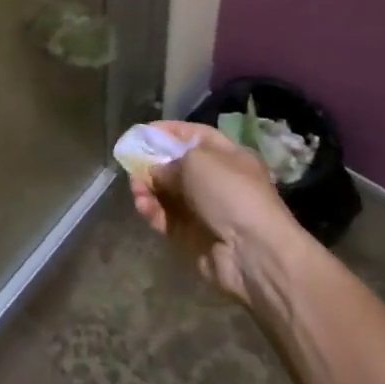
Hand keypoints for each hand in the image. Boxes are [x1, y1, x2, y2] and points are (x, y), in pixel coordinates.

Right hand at [128, 121, 301, 305]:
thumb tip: (156, 171)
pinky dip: (152, 210)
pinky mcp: (192, 237)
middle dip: (153, 162)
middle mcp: (217, 181)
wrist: (253, 252)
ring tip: (135, 186)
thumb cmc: (230, 192)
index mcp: (228, 156)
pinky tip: (141, 204)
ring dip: (149, 187)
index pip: (195, 136)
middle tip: (131, 162)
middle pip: (178, 166)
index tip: (142, 132)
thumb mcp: (198, 162)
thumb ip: (170, 162)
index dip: (169, 131)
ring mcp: (204, 210)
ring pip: (168, 193)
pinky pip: (167, 218)